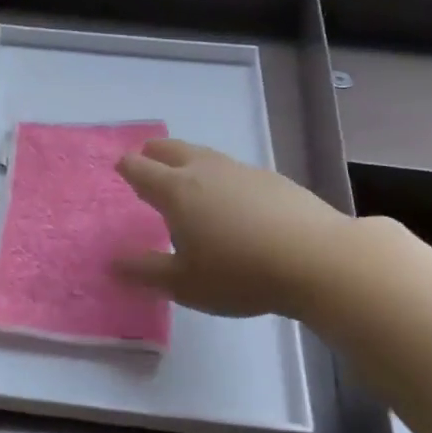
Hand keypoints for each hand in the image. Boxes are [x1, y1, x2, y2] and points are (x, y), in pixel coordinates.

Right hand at [112, 138, 352, 319]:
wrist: (318, 259)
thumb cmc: (241, 274)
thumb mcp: (185, 283)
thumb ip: (146, 271)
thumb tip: (113, 263)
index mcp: (176, 191)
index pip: (140, 168)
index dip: (126, 168)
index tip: (120, 170)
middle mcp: (204, 171)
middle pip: (170, 149)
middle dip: (153, 153)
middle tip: (146, 161)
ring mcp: (240, 170)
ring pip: (203, 154)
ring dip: (186, 160)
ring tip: (185, 177)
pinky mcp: (271, 178)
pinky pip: (231, 169)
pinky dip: (218, 176)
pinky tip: (230, 198)